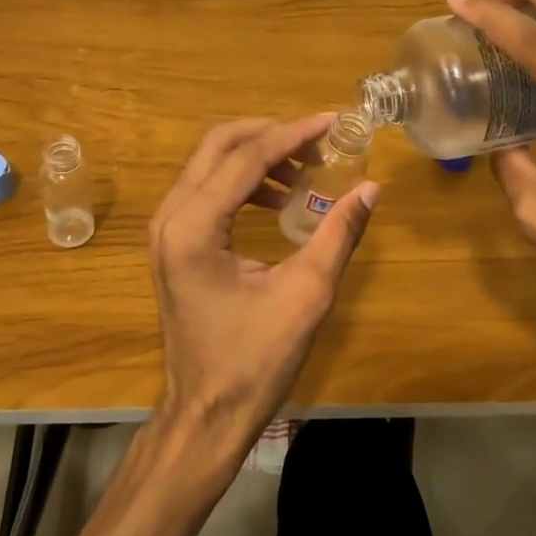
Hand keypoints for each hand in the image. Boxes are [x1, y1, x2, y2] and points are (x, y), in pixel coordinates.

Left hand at [148, 115, 378, 462]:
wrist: (206, 413)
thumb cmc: (255, 360)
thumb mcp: (307, 294)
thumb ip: (338, 234)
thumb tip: (370, 189)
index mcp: (194, 227)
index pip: (246, 157)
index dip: (293, 133)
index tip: (334, 122)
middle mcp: (170, 217)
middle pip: (218, 144)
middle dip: (272, 134)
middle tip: (319, 142)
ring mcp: (165, 229)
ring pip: (210, 163)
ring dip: (258, 156)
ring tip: (306, 171)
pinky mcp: (173, 242)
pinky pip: (206, 189)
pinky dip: (243, 180)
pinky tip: (279, 198)